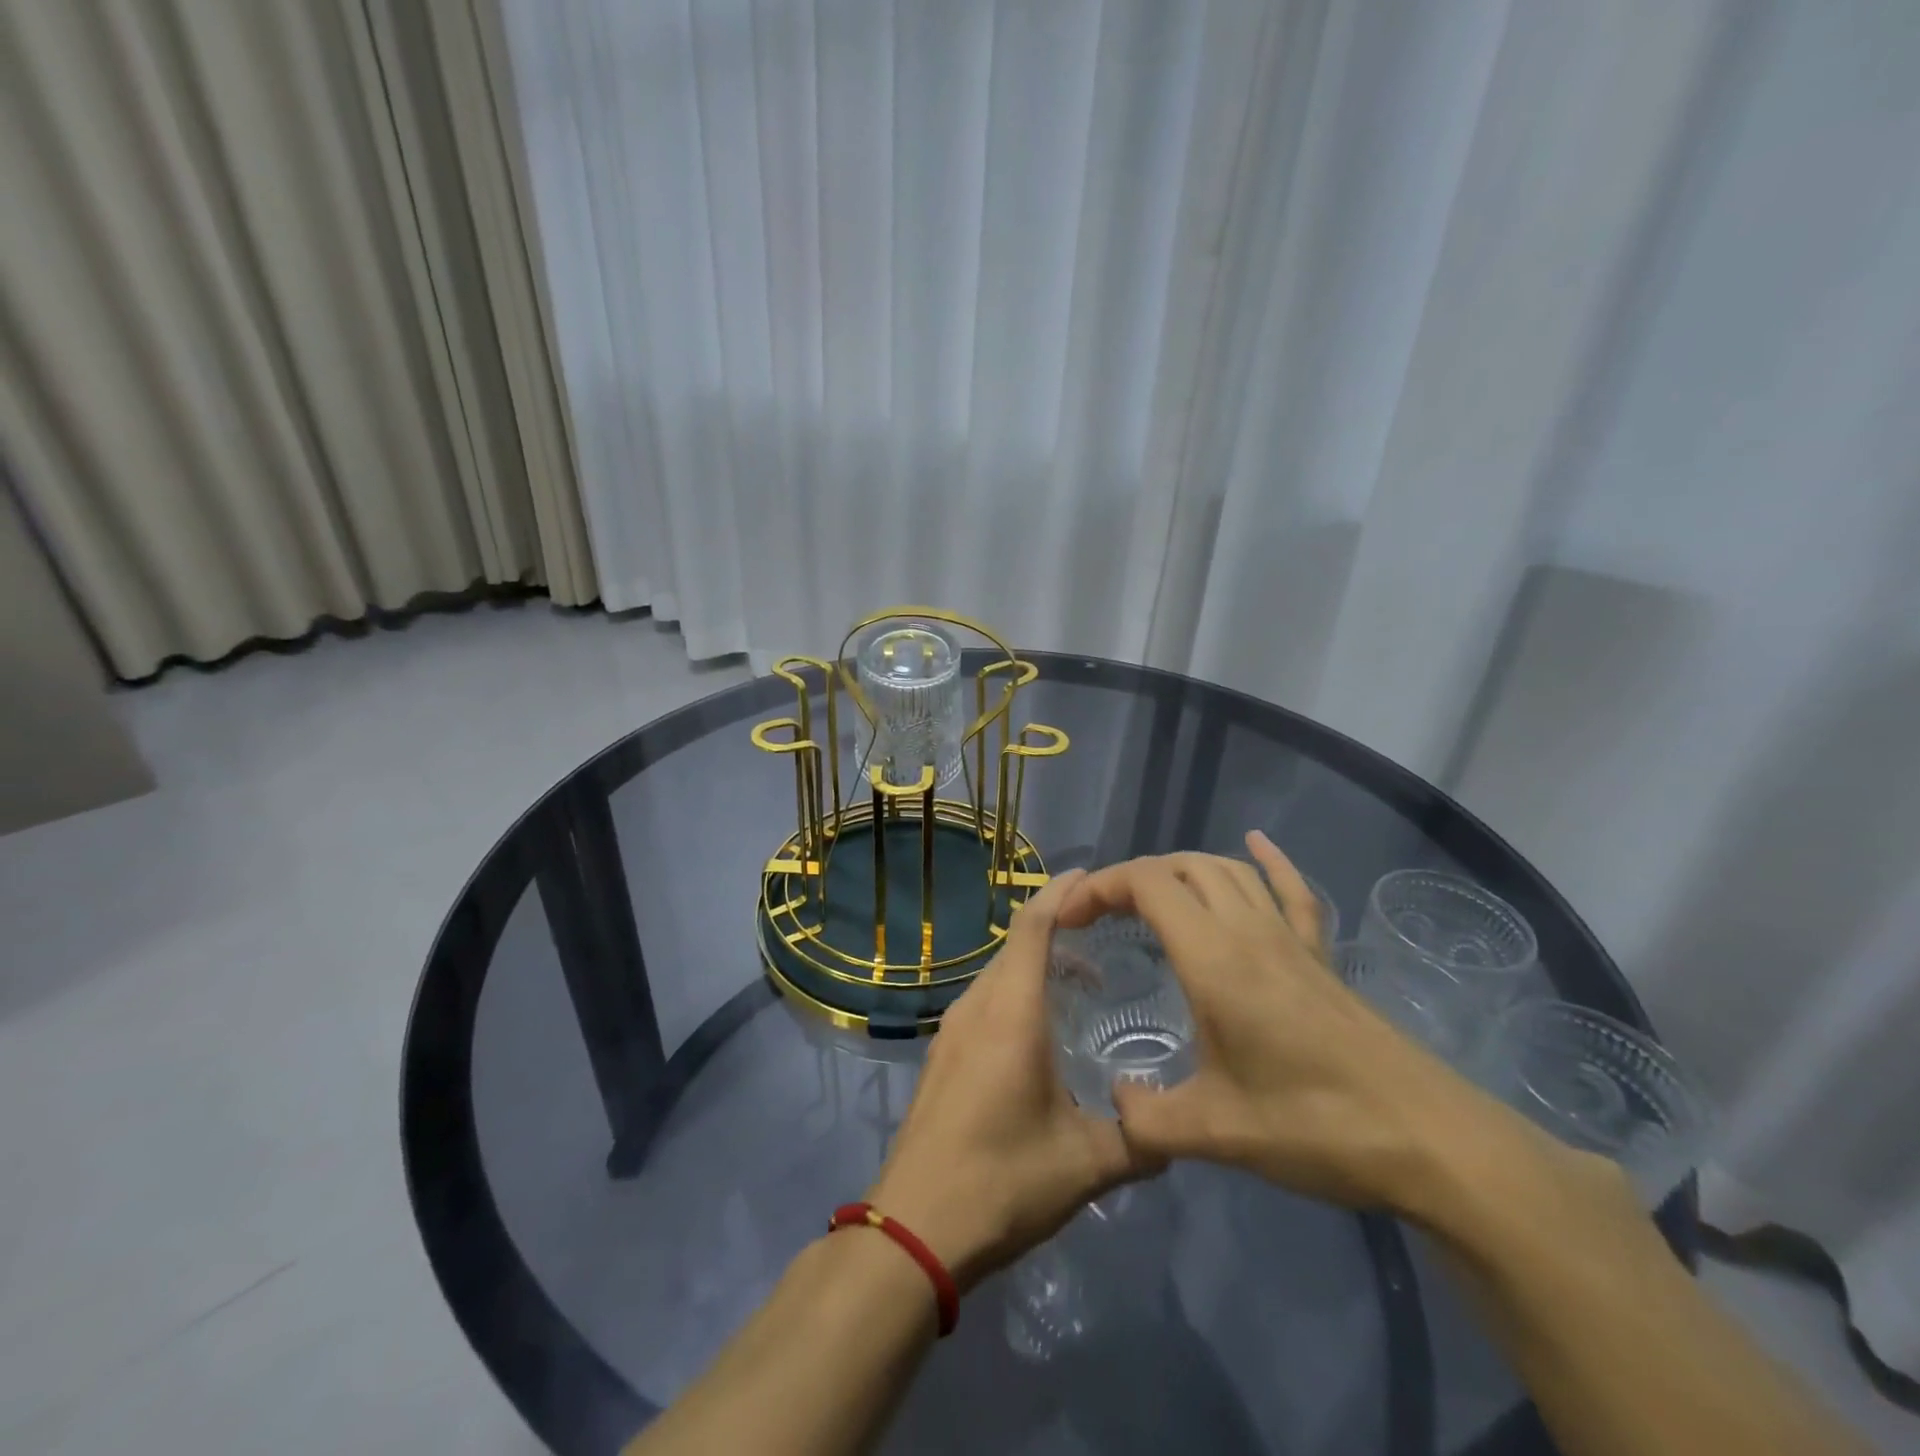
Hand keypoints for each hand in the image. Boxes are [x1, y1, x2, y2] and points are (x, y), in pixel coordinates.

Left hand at [867, 870, 1162, 1290]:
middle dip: (1055, 928)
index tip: (1089, 877)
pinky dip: (1014, 992)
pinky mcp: (942, 1055)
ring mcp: (952, 1031)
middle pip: (1014, 946)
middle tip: (1104, 933)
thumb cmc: (1002, 1180)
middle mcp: (976, 1008)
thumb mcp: (1084, 1164)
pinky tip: (1040, 1027)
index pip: (1031, 929)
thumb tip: (1177, 1130)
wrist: (915, 1228)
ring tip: (1081, 980)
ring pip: (997, 974)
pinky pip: (984, 1001)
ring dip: (1033, 964)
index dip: (1058, 894)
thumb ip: (1138, 1141)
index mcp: (1010, 1014)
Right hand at [1056, 833, 1553, 1213]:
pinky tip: (1256, 844)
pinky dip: (1269, 860)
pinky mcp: (1320, 956)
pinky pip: (1291, 890)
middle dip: (1132, 879)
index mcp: (1215, 959)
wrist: (1430, 1141)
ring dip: (1181, 870)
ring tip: (1150, 897)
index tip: (1070, 918)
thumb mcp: (1216, 1133)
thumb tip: (1115, 1102)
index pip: (1148, 885)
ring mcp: (1290, 939)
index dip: (1101, 887)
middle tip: (1100, 915)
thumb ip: (1148, 1118)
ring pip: (1229, 871)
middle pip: (1182, 868)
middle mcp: (1249, 932)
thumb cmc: (1316, 1127)